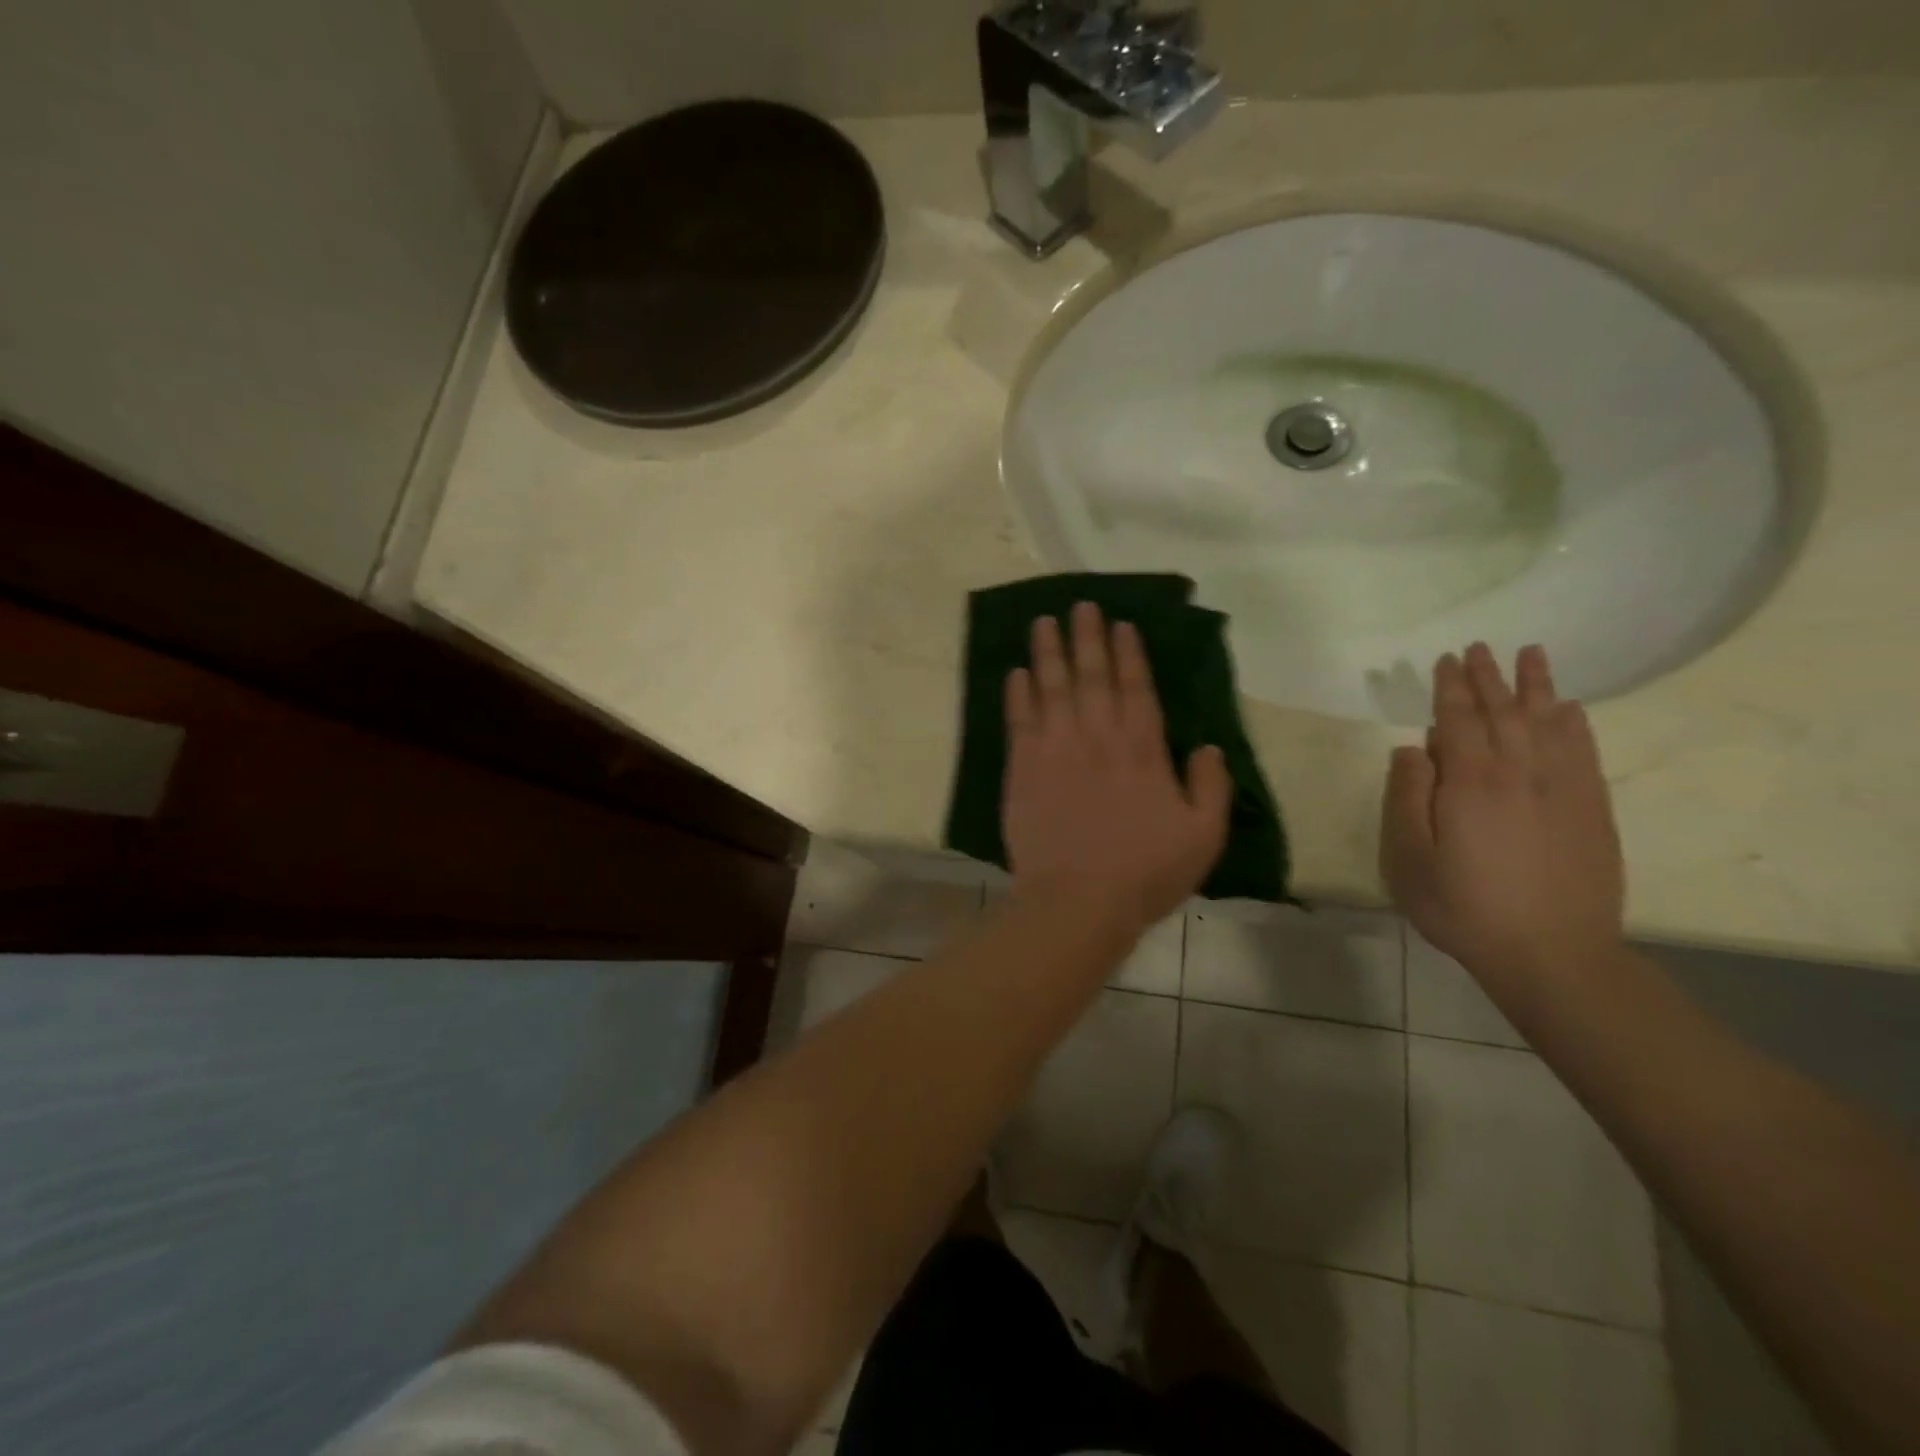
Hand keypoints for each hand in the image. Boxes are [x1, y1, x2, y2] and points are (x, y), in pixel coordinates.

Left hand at [1003, 602, 1231, 933]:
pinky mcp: (1023, 769)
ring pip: (1051, 688)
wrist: (1076, 902)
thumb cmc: (1144, 873)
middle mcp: (1097, 738)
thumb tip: (1211, 747)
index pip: (1136, 688)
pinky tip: (1015, 673)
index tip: (1120, 623)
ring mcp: (1055, 750)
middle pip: (1091, 676)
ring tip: (1044, 622)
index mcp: (1142, 750)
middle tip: (1080, 605)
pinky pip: (1019, 721)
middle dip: (1087, 638)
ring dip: (1048, 652)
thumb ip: (1211, 786)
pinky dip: (1017, 694)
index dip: (1128, 653)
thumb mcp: (1202, 836)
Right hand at [1381, 643, 1624, 984]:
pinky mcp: (1592, 810)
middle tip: (1481, 648)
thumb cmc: (1464, 907)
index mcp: (1471, 783)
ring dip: (1536, 687)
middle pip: (1503, 713)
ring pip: (1548, 723)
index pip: (1459, 720)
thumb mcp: (1410, 859)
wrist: (1553, 954)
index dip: (1451, 688)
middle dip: (1489, 678)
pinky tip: (1569, 709)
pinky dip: (1575, 724)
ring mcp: (1563, 790)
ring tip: (1531, 655)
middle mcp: (1520, 774)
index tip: (1447, 660)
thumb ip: (1407, 798)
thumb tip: (1411, 749)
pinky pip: (1583, 752)